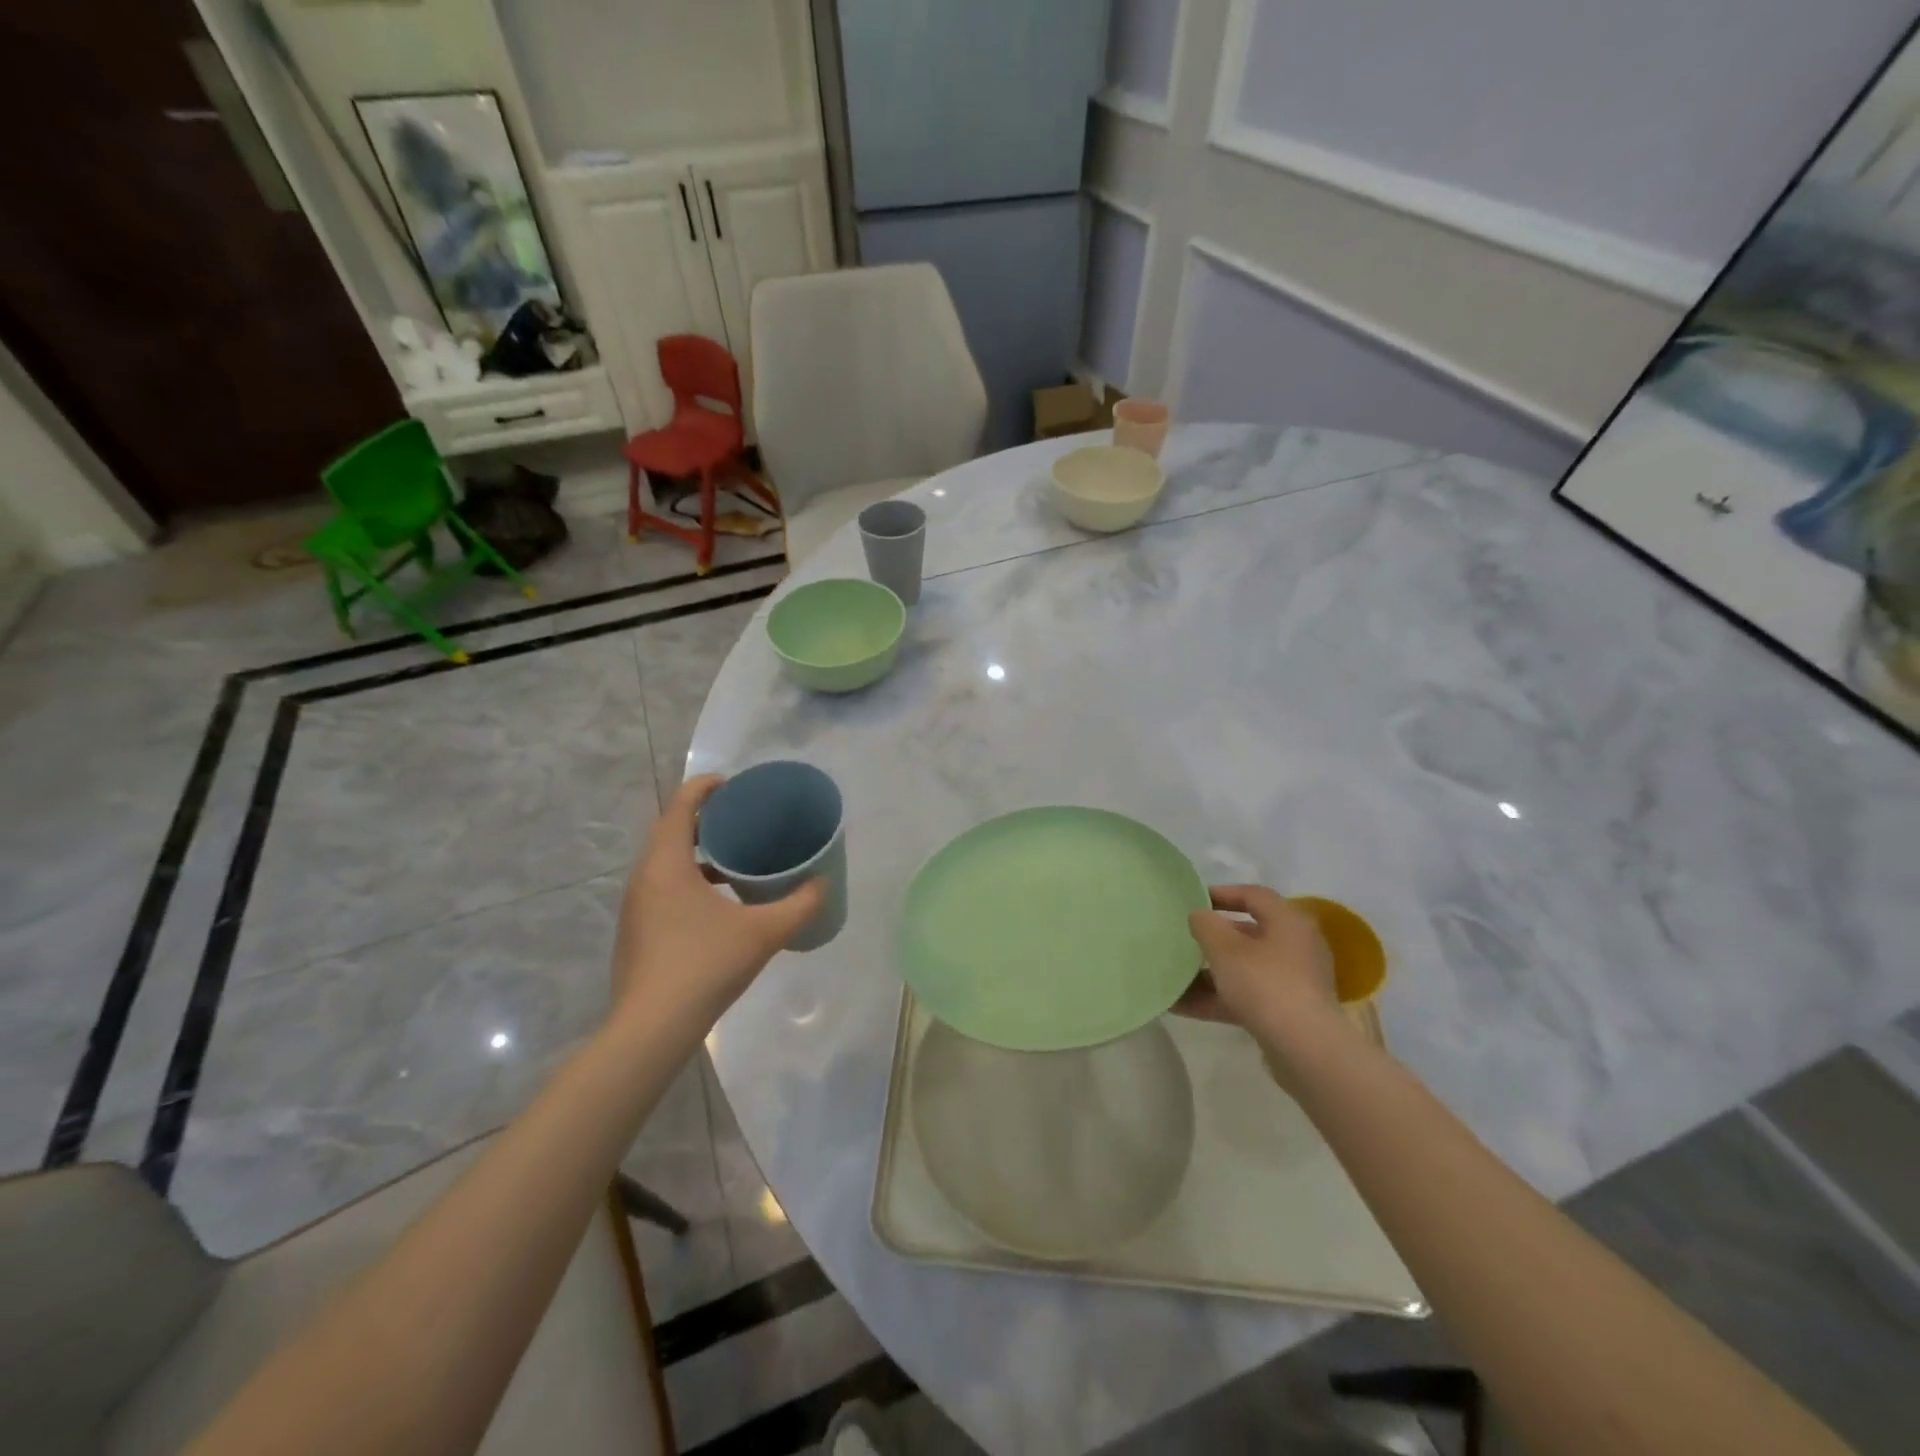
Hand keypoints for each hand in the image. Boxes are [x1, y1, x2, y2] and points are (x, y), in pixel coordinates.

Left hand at [610, 775, 825, 1031]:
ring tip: (736, 858)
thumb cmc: (704, 966)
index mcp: (666, 864)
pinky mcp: (637, 931)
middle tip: (743, 819)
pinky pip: (663, 887)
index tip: (734, 784)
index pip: (680, 806)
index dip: (705, 787)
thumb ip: (800, 904)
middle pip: (671, 831)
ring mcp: (636, 907)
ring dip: (697, 852)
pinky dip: (689, 879)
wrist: (651, 1030)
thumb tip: (824, 884)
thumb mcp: (763, 932)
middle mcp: (644, 878)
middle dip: (705, 819)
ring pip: (665, 862)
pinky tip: (719, 903)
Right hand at [1178, 885, 1342, 1046]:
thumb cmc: (1264, 983)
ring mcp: (1294, 981)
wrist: (1305, 1049)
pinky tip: (1182, 1005)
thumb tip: (1200, 916)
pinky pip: (1248, 996)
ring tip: (1175, 977)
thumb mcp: (1224, 948)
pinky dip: (1219, 997)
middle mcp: (1297, 947)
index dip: (1222, 893)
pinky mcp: (1288, 1012)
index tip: (1193, 900)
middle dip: (1213, 938)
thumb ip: (1206, 925)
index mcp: (1288, 922)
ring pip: (1245, 968)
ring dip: (1210, 973)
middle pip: (1249, 934)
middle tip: (1184, 938)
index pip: (1254, 895)